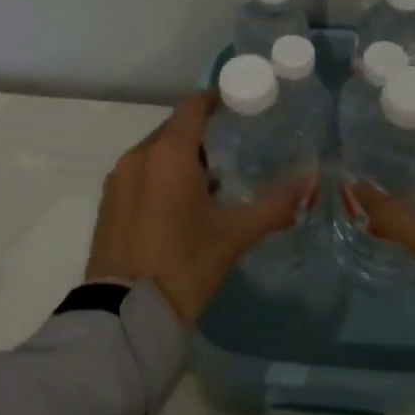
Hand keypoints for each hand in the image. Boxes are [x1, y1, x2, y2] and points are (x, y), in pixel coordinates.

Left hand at [85, 90, 311, 324]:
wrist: (124, 316)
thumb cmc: (183, 266)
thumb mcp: (233, 236)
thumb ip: (273, 205)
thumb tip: (307, 183)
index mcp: (168, 153)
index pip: (192, 106)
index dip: (216, 99)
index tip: (239, 106)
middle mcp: (138, 155)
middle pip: (174, 128)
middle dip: (201, 133)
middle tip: (232, 150)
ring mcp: (118, 178)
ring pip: (155, 151)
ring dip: (180, 157)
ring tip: (209, 181)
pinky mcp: (108, 202)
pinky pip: (139, 172)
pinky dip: (159, 175)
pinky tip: (178, 205)